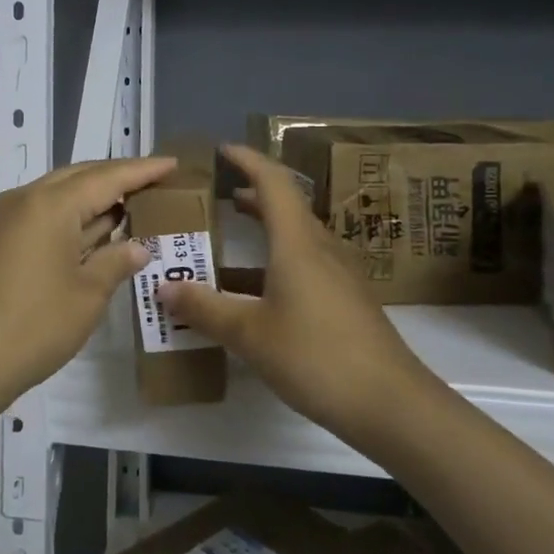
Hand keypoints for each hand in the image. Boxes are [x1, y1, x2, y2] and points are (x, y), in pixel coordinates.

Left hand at [0, 156, 176, 416]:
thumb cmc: (34, 327)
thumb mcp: (87, 295)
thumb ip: (116, 261)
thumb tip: (138, 247)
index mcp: (50, 204)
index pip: (107, 177)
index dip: (142, 171)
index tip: (172, 164)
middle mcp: (24, 199)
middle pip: (79, 177)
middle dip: (117, 178)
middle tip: (155, 183)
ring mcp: (5, 219)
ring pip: (58, 195)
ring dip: (93, 199)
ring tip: (131, 204)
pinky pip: (41, 214)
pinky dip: (71, 218)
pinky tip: (93, 232)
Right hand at [160, 145, 436, 440]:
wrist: (391, 404)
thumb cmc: (316, 356)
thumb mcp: (249, 333)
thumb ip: (204, 307)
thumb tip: (162, 286)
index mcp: (297, 242)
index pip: (273, 182)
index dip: (248, 160)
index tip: (222, 150)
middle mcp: (321, 248)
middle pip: (287, 206)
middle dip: (252, 194)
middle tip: (218, 194)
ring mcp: (339, 275)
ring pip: (296, 237)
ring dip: (264, 230)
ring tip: (229, 237)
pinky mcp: (347, 300)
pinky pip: (305, 264)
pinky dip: (275, 262)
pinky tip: (256, 292)